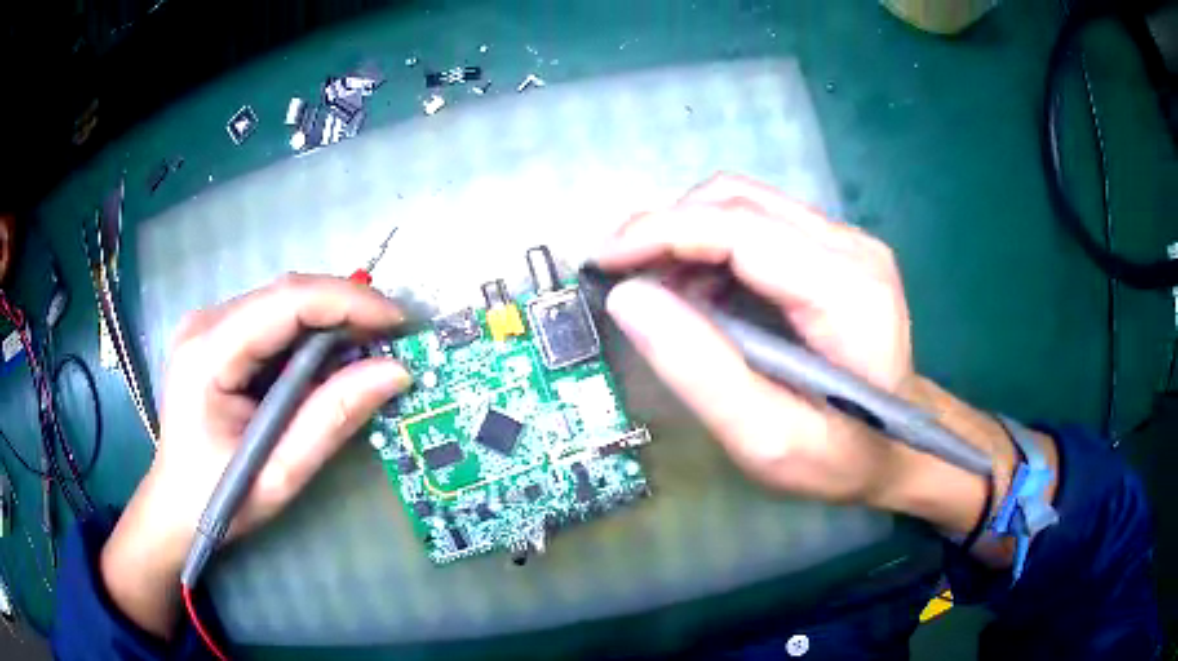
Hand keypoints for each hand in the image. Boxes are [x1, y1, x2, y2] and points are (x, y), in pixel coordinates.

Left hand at [100, 274, 410, 637]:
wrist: (174, 506)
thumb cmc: (219, 500)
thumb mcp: (279, 473)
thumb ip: (332, 419)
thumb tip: (395, 372)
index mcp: (207, 355)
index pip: (286, 302)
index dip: (347, 303)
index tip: (398, 322)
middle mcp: (204, 324)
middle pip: (286, 294)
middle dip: (345, 309)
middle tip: (393, 339)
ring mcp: (207, 325)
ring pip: (283, 302)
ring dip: (330, 321)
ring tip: (370, 350)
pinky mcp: (216, 335)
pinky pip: (273, 319)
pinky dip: (309, 334)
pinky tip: (330, 360)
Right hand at [597, 174, 914, 504]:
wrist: (902, 446)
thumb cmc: (843, 457)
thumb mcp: (769, 440)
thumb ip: (701, 371)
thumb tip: (628, 299)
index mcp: (847, 291)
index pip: (740, 228)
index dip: (660, 232)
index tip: (602, 262)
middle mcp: (851, 247)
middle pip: (738, 201)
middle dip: (666, 229)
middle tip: (624, 281)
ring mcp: (847, 241)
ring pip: (744, 204)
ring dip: (687, 236)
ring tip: (660, 293)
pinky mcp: (836, 248)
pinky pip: (758, 222)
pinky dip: (712, 246)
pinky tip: (701, 292)